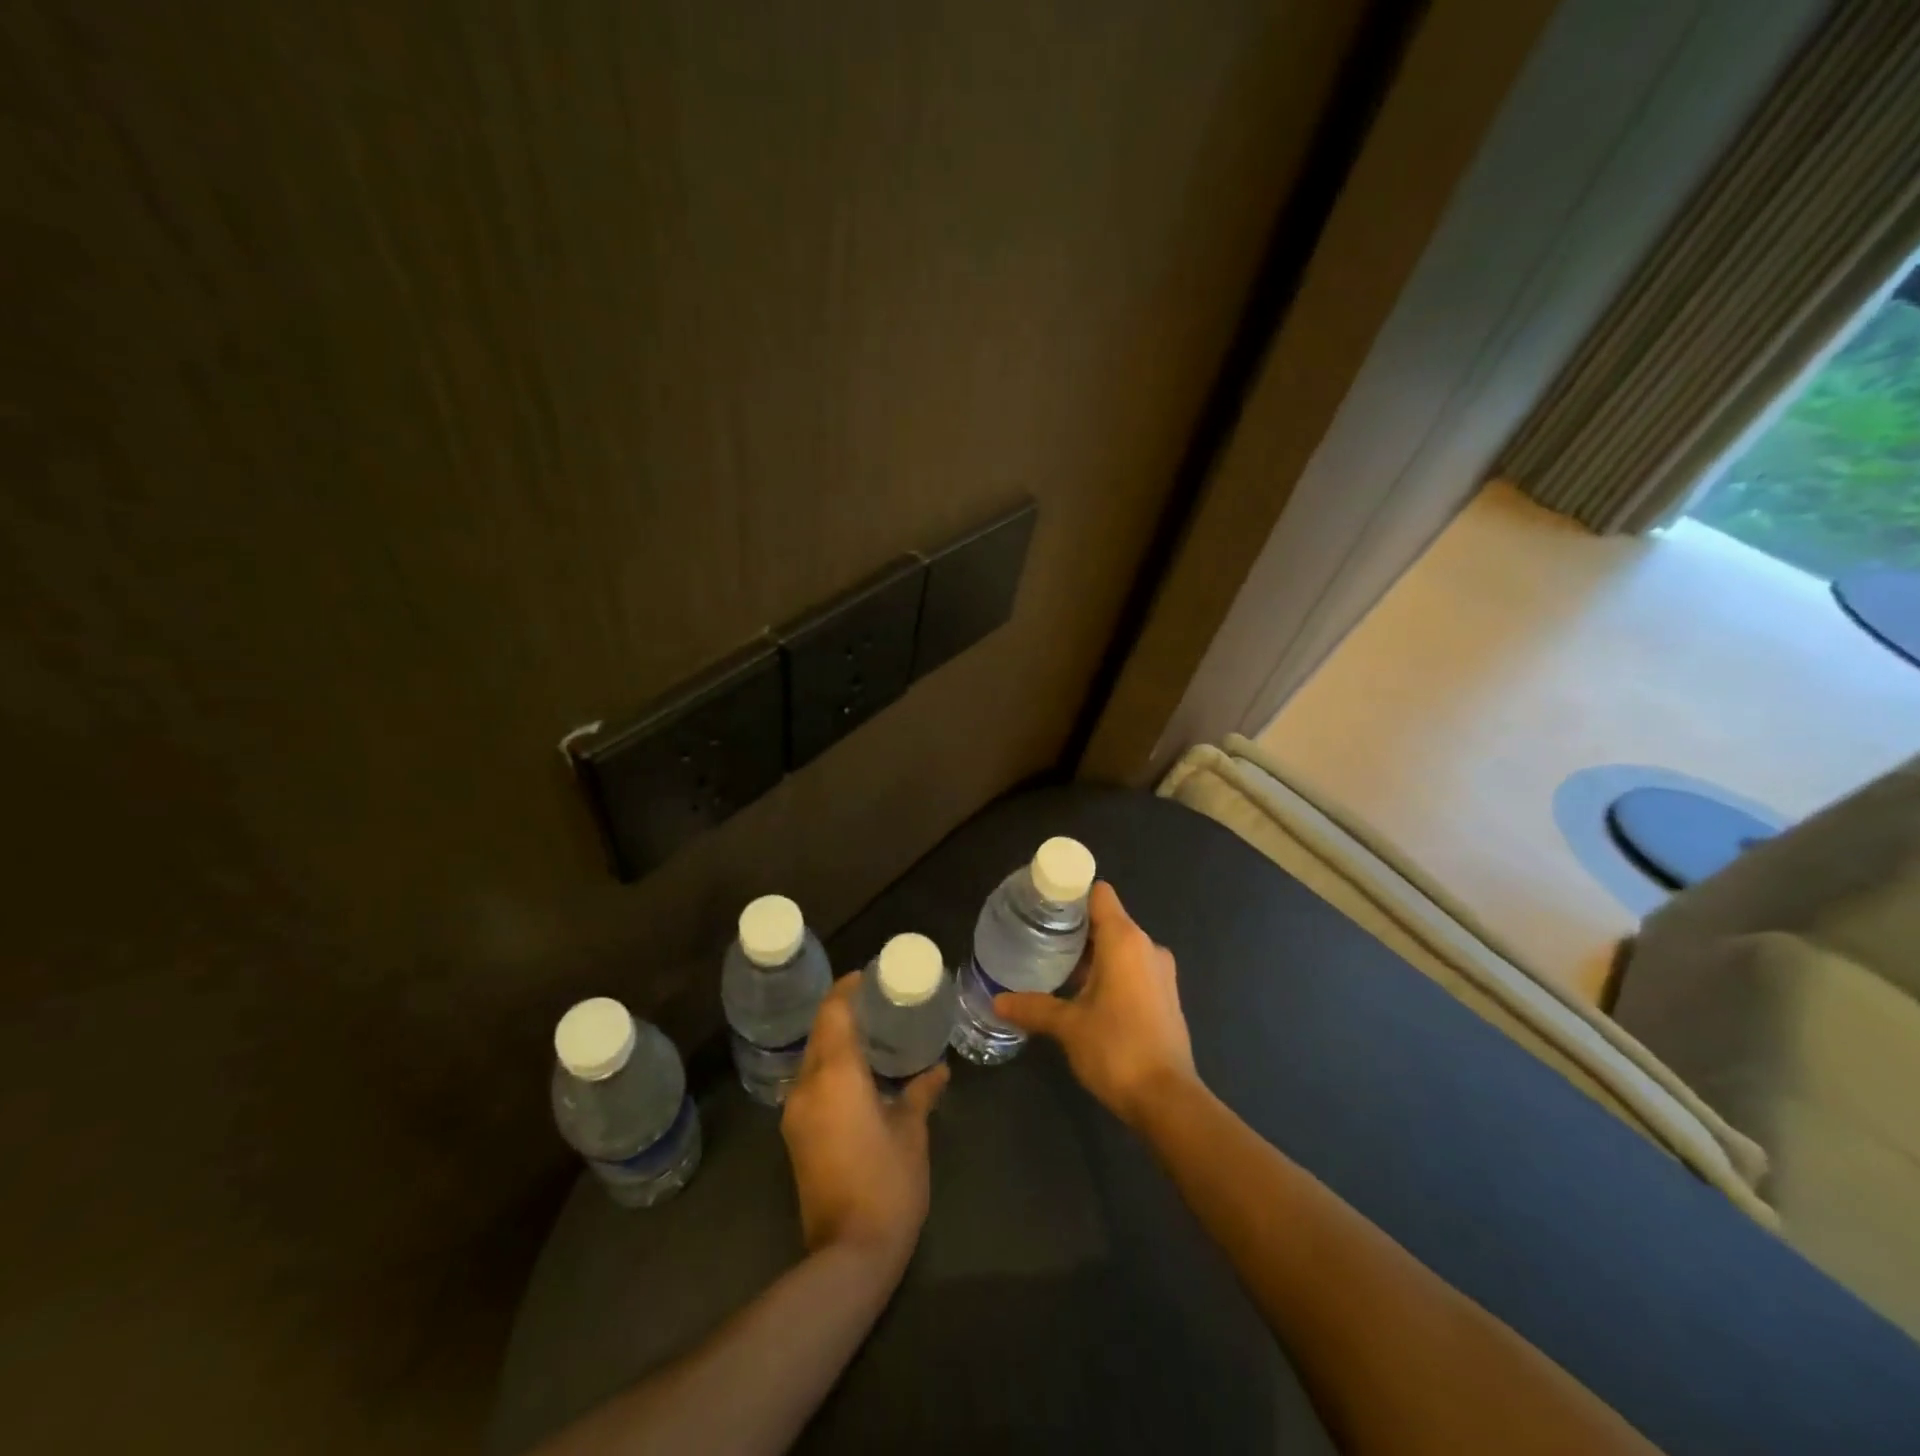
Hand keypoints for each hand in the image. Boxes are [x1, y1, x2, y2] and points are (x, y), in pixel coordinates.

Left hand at [781, 973, 947, 1272]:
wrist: (847, 1255)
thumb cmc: (887, 1184)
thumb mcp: (912, 1133)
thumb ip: (921, 1093)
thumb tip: (938, 1070)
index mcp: (836, 1075)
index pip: (834, 1012)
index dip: (848, 988)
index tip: (869, 976)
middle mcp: (807, 1085)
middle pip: (820, 1031)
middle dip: (843, 1011)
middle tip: (878, 1002)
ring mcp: (796, 1112)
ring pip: (813, 1057)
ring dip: (836, 1040)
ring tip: (871, 1033)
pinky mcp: (795, 1134)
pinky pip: (811, 1082)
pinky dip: (830, 1066)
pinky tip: (858, 1073)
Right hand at [994, 882, 1196, 1126]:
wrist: (1167, 1100)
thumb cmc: (1117, 1049)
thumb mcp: (1068, 1026)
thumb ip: (1033, 1008)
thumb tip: (997, 1002)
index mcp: (1126, 940)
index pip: (1099, 894)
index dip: (1072, 894)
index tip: (1043, 905)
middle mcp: (1147, 947)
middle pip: (1108, 919)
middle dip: (1075, 927)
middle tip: (1038, 938)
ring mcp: (1160, 972)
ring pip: (1120, 947)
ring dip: (1092, 953)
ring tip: (1055, 965)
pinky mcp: (1165, 996)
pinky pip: (1132, 968)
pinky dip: (1109, 971)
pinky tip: (1082, 993)